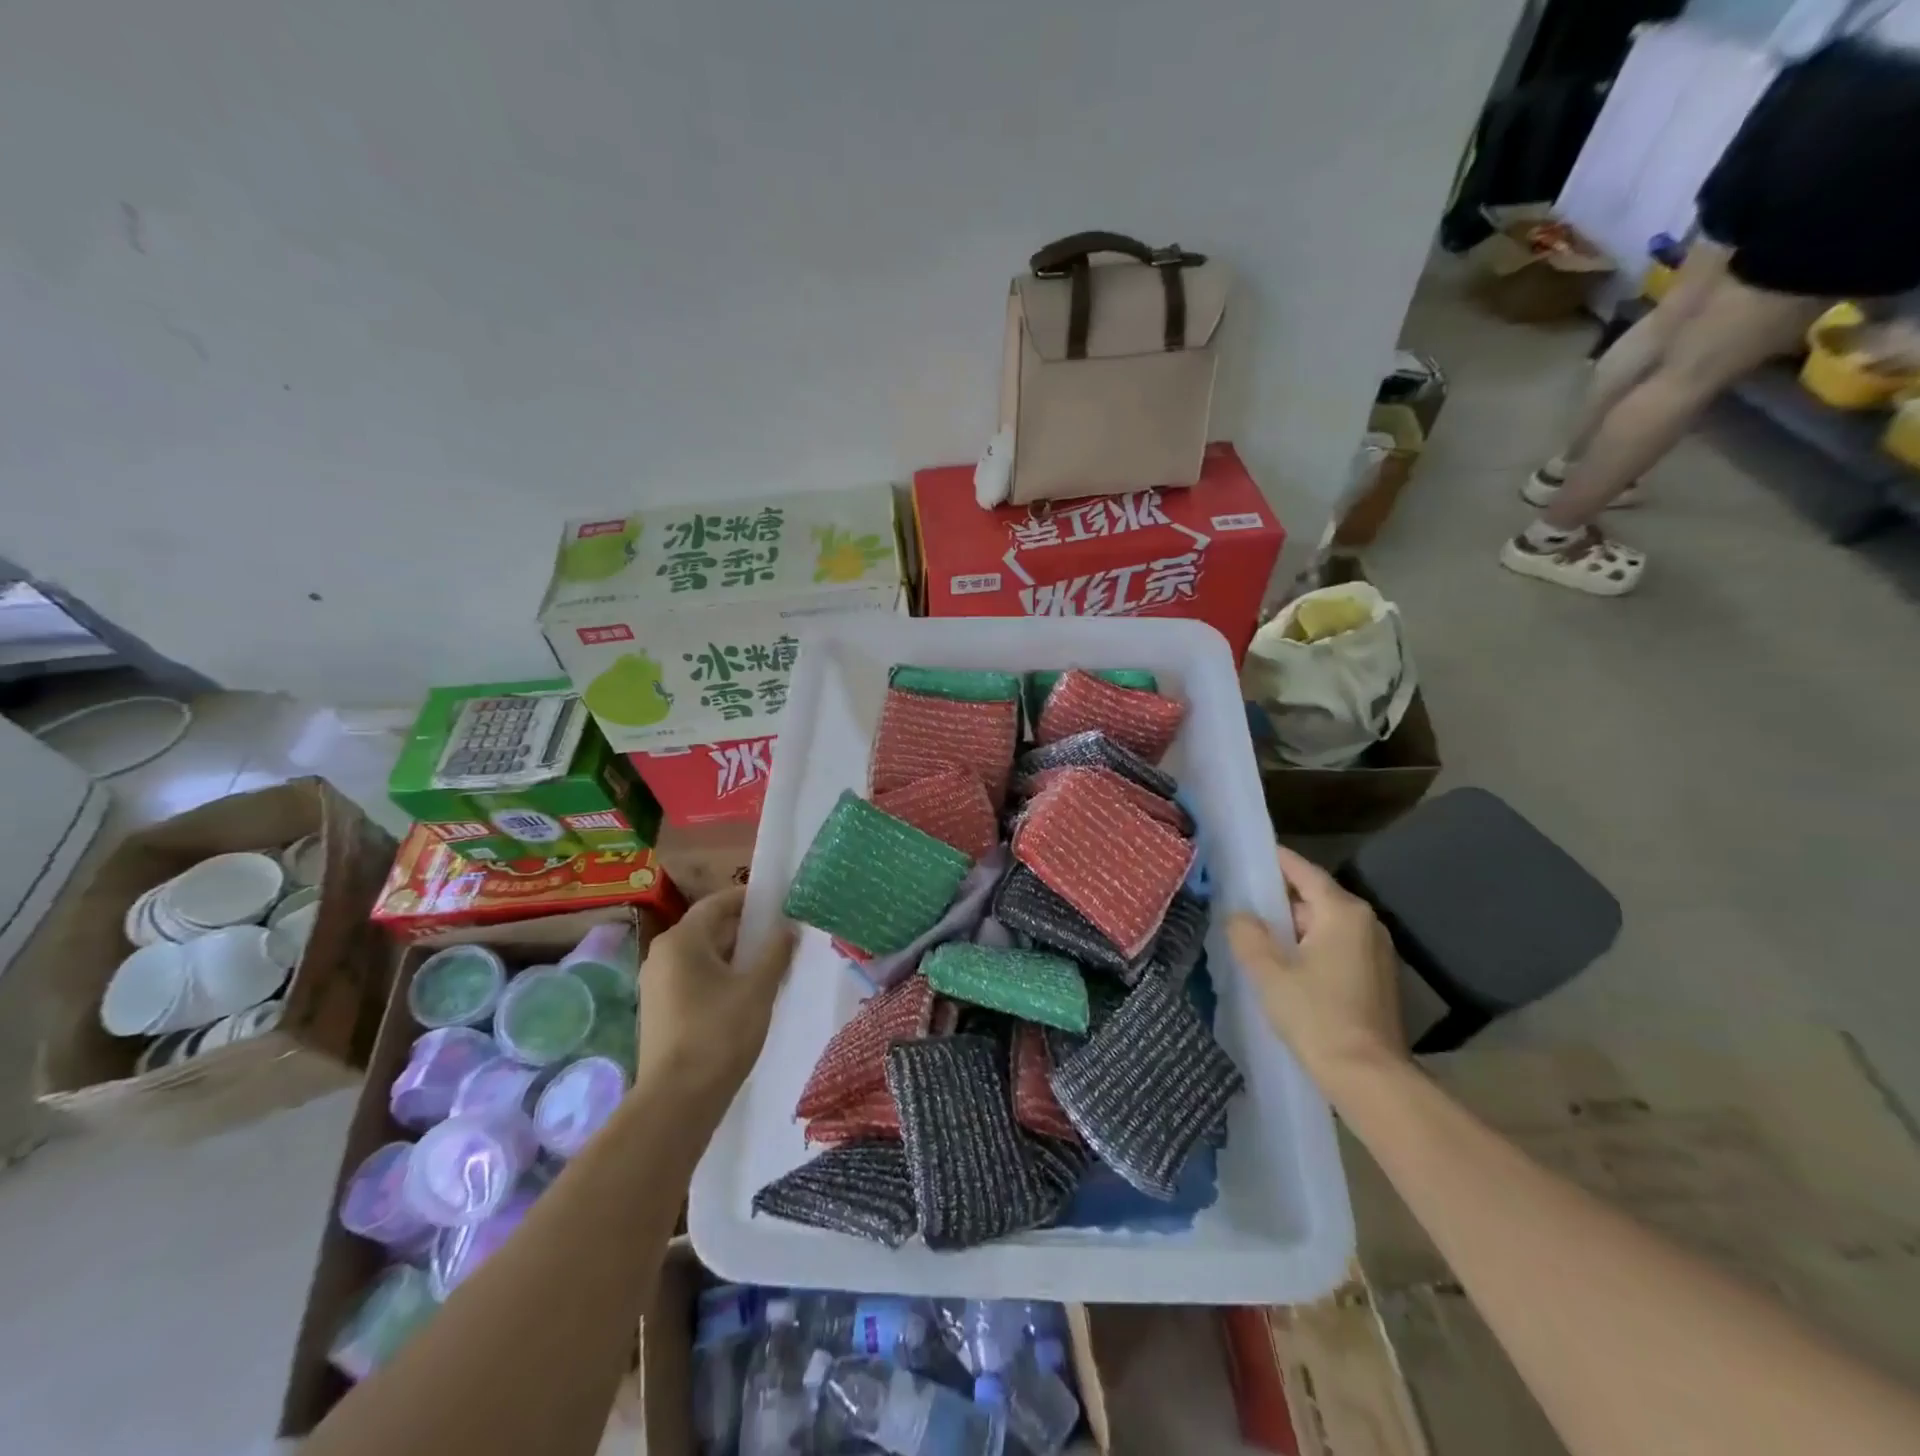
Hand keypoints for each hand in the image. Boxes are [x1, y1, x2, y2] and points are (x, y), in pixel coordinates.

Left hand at [637, 887, 794, 1104]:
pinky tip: (745, 993)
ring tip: (769, 964)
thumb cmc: (720, 1033)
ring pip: (701, 956)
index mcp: (682, 940)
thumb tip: (788, 927)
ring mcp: (657, 984)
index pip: (717, 903)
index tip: (778, 902)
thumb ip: (775, 952)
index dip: (748, 900)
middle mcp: (662, 955)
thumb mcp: (757, 988)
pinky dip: (719, 977)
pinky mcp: (660, 1010)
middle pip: (708, 929)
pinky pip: (693, 978)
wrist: (678, 1100)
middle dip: (745, 930)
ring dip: (734, 955)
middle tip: (781, 935)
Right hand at [1228, 845, 1407, 1098]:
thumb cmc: (1316, 1016)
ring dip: (1293, 929)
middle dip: (1278, 902)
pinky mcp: (1377, 977)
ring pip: (1324, 925)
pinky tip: (1285, 968)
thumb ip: (1247, 934)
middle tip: (1240, 905)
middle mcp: (1366, 923)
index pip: (1302, 871)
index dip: (1273, 861)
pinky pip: (1336, 947)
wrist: (1369, 1078)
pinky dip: (1310, 948)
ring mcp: (1376, 951)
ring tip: (1256, 938)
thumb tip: (1238, 913)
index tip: (1246, 854)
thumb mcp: (1269, 972)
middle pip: (1313, 898)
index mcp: (1342, 912)